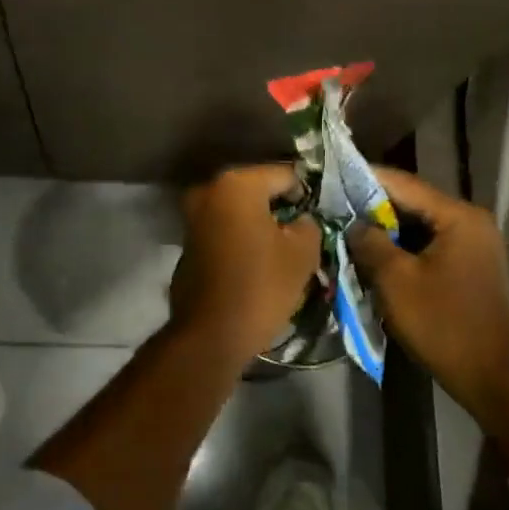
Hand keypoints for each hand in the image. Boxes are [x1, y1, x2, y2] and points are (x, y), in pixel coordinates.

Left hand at [169, 165, 321, 362]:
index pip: (285, 174)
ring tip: (285, 248)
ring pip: (240, 210)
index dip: (306, 193)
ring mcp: (194, 216)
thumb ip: (309, 224)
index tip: (320, 215)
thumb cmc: (260, 286)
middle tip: (305, 231)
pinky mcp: (187, 242)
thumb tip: (302, 220)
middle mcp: (210, 190)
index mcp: (238, 184)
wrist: (210, 335)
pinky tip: (259, 261)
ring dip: (261, 224)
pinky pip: (224, 229)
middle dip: (281, 207)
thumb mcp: (302, 254)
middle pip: (259, 190)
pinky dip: (242, 238)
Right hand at [348, 168, 508, 412]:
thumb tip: (354, 224)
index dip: (366, 179)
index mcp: (458, 216)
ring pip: (420, 225)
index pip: (404, 184)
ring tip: (349, 230)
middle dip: (374, 207)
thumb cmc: (443, 324)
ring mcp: (473, 243)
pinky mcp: (470, 265)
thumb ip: (371, 243)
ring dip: (387, 229)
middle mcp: (470, 221)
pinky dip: (404, 247)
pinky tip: (376, 255)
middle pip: (413, 203)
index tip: (333, 176)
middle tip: (335, 207)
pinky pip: (429, 244)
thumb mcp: (396, 281)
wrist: (494, 378)